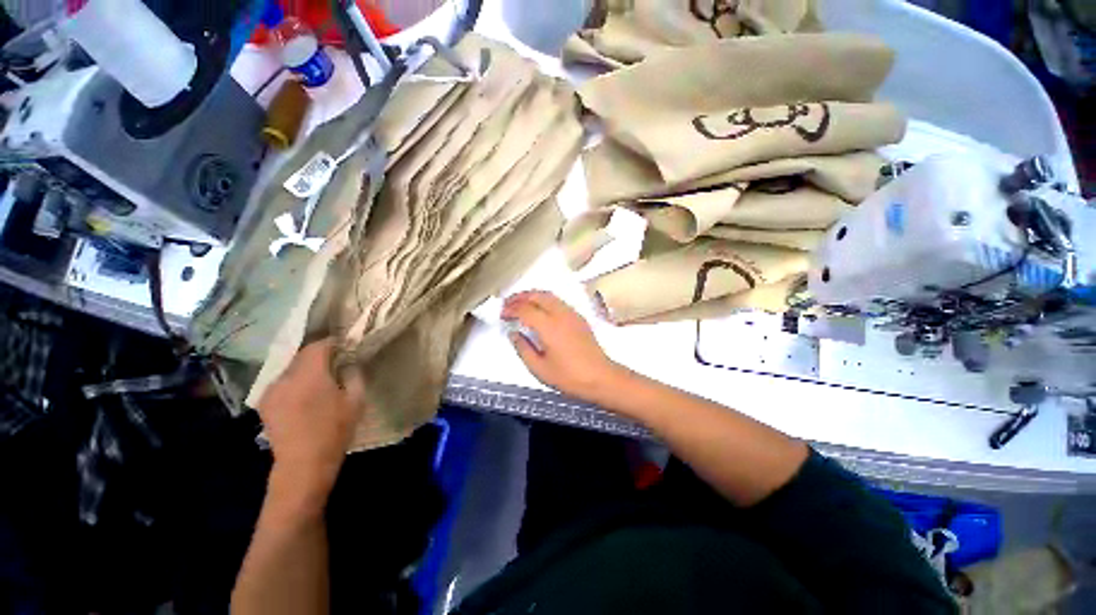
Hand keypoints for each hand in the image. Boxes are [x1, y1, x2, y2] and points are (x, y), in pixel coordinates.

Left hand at [257, 338, 365, 504]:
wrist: (303, 463)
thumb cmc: (335, 430)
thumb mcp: (356, 400)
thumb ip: (354, 375)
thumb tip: (350, 361)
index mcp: (310, 375)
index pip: (318, 346)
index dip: (332, 343)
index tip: (345, 346)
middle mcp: (285, 377)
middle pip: (302, 356)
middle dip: (319, 356)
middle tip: (335, 363)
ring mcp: (270, 390)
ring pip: (290, 369)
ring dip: (305, 370)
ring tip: (319, 382)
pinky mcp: (264, 403)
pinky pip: (282, 383)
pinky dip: (294, 382)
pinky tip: (303, 396)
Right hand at [502, 291, 621, 401]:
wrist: (600, 377)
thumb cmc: (570, 377)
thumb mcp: (539, 368)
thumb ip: (523, 349)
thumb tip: (514, 334)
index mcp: (549, 326)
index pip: (525, 309)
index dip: (511, 309)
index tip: (502, 314)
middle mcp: (561, 315)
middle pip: (537, 295)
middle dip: (520, 297)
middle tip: (508, 304)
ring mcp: (572, 314)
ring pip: (549, 295)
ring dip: (532, 295)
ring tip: (521, 303)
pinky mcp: (579, 317)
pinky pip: (558, 301)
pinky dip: (544, 299)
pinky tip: (540, 309)